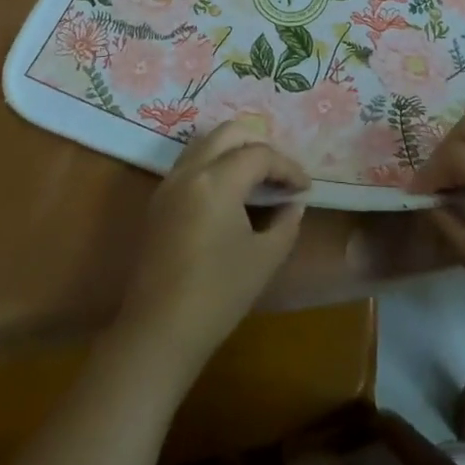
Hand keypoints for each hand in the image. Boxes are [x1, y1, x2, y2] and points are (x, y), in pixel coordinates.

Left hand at [114, 120, 309, 376]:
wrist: (158, 331)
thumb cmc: (217, 295)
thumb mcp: (264, 259)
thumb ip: (285, 223)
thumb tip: (293, 204)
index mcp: (217, 180)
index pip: (260, 155)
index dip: (288, 167)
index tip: (305, 188)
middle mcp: (190, 170)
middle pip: (229, 134)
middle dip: (260, 146)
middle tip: (280, 174)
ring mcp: (169, 183)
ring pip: (206, 143)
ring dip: (235, 151)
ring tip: (258, 179)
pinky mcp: (159, 200)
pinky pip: (191, 163)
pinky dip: (215, 164)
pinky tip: (231, 193)